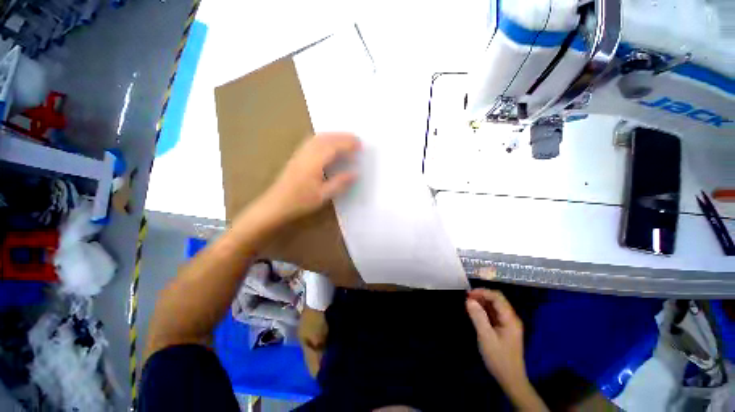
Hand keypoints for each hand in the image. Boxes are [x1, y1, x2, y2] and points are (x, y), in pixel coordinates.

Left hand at [260, 132, 360, 223]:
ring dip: (333, 136)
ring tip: (345, 140)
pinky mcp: (297, 156)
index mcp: (314, 162)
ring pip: (318, 138)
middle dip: (342, 136)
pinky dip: (324, 139)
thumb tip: (356, 173)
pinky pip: (312, 141)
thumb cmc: (300, 201)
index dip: (347, 143)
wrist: (275, 204)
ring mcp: (300, 153)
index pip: (333, 147)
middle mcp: (307, 153)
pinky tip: (328, 145)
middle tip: (356, 139)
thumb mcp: (323, 195)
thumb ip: (340, 182)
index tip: (360, 144)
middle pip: (326, 138)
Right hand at [466, 289, 546, 410]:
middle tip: (467, 299)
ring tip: (469, 305)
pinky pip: (494, 314)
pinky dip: (484, 310)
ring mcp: (508, 323)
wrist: (510, 379)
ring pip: (495, 306)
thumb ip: (478, 317)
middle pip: (497, 299)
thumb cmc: (498, 358)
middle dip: (481, 296)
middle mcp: (511, 318)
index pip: (497, 297)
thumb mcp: (486, 337)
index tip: (468, 294)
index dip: (482, 292)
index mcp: (510, 319)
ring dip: (482, 302)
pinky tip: (475, 313)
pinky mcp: (504, 329)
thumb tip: (468, 300)